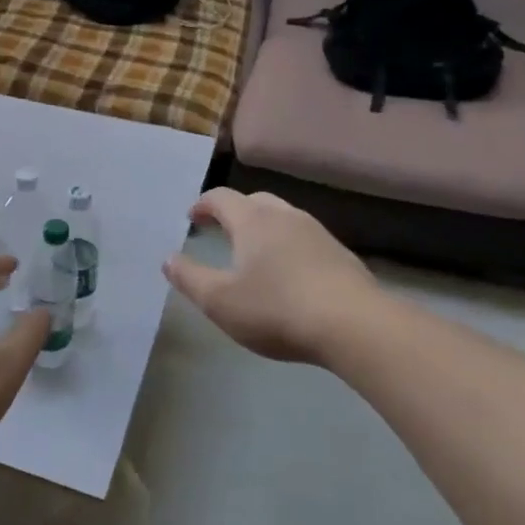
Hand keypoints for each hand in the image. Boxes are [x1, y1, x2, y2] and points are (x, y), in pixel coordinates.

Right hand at [164, 188, 385, 362]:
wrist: (356, 326)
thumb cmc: (276, 309)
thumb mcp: (219, 301)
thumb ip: (189, 278)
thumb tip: (168, 259)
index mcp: (253, 221)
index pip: (221, 198)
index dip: (203, 204)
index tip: (192, 217)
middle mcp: (286, 217)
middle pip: (254, 201)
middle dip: (233, 211)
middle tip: (219, 228)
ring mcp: (318, 234)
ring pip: (284, 218)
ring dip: (263, 228)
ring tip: (253, 252)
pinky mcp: (341, 256)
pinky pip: (305, 240)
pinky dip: (288, 246)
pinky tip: (289, 273)